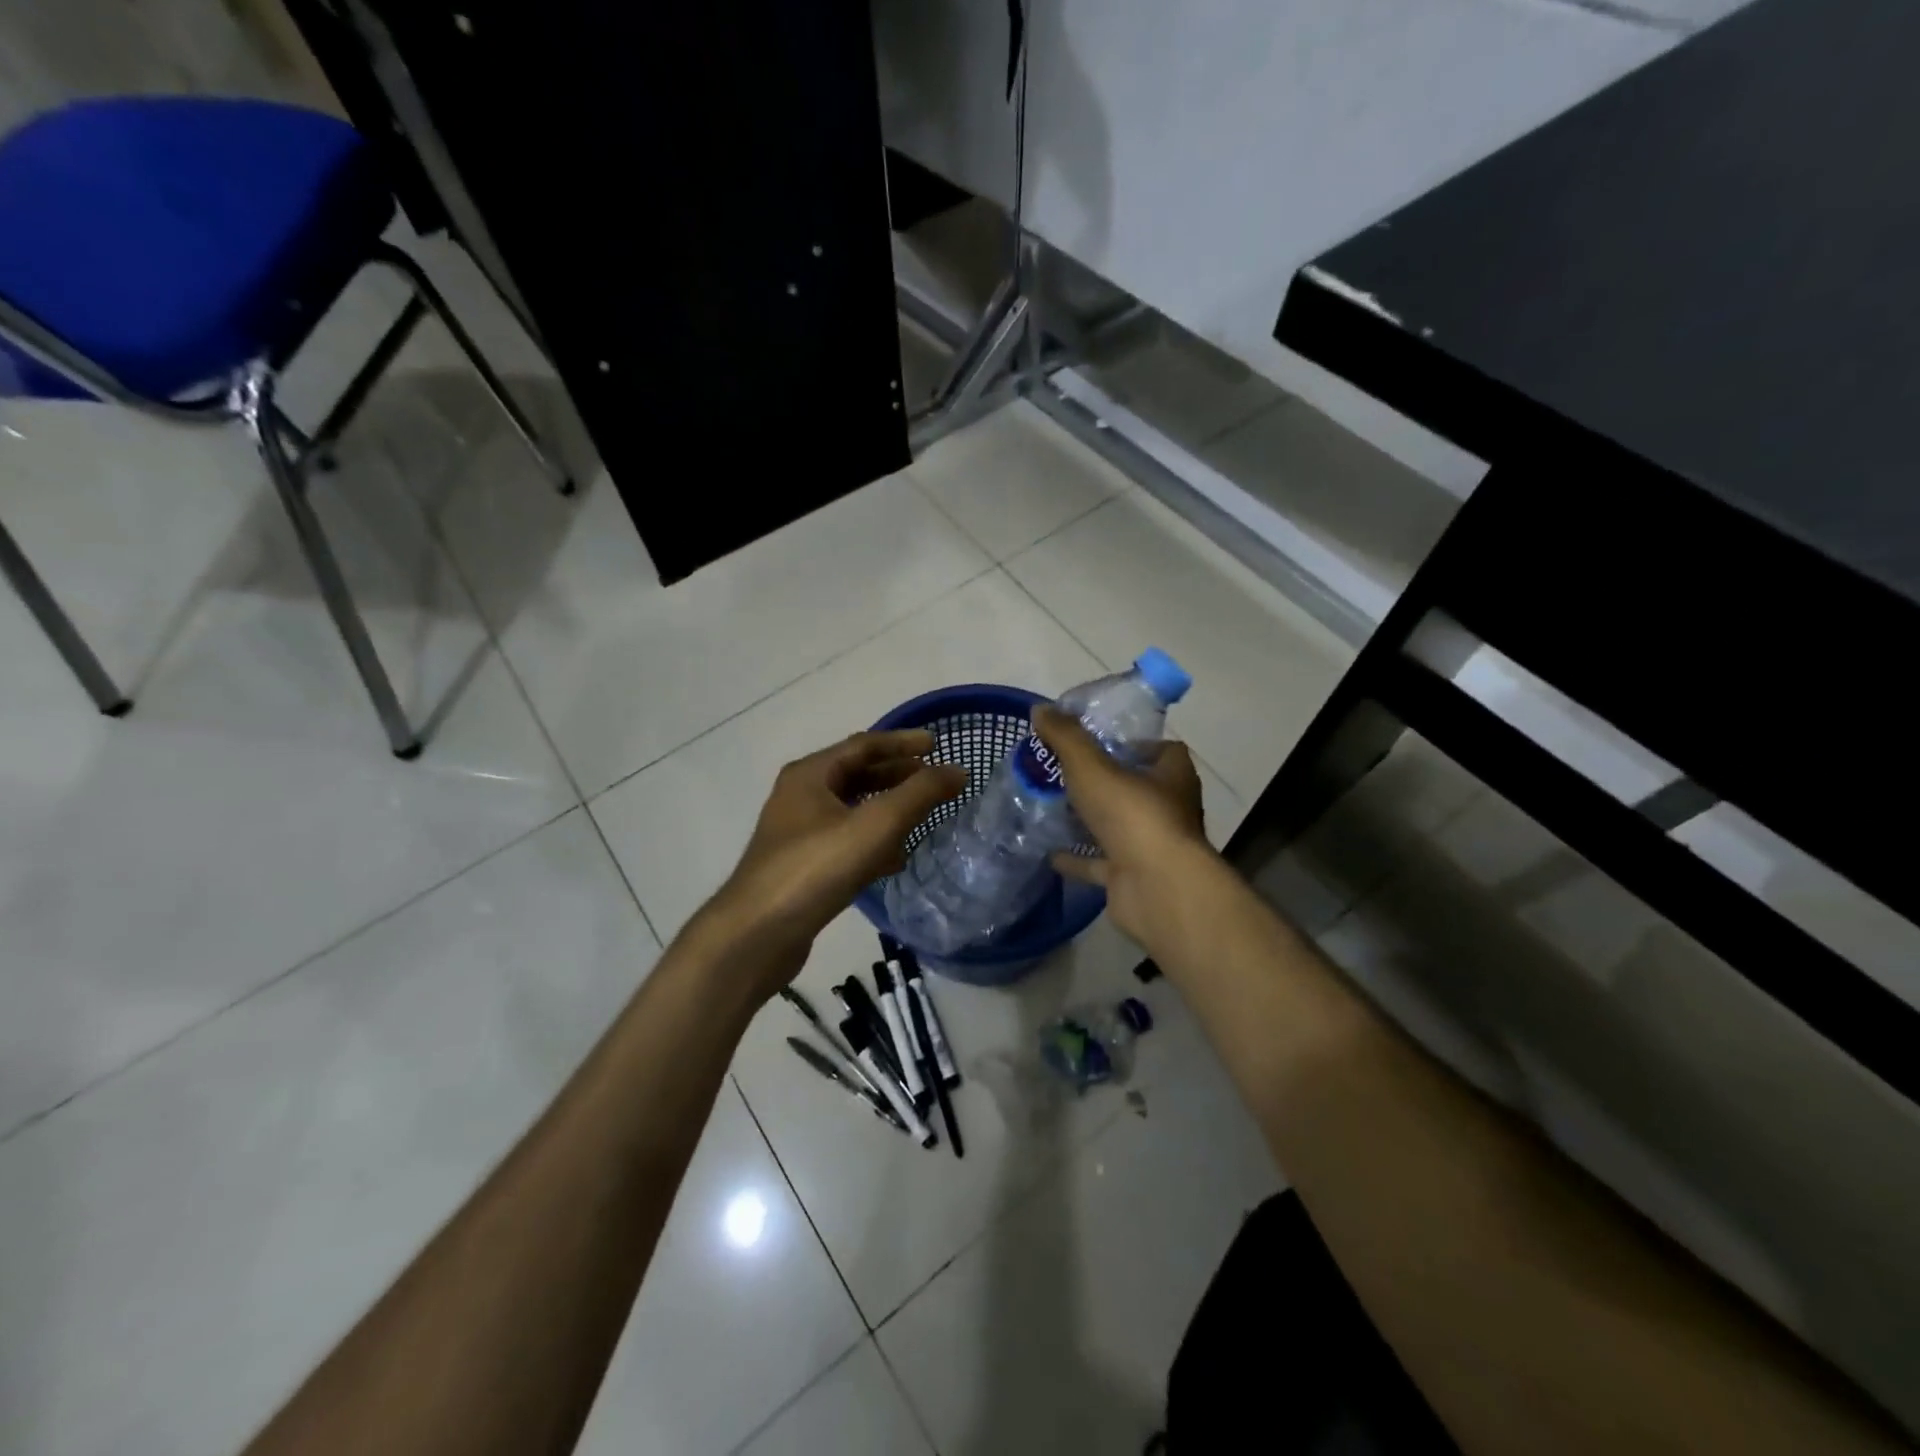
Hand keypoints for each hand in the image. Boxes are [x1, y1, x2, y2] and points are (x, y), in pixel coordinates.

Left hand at [701, 730, 964, 996]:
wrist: (756, 936)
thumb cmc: (815, 869)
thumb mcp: (875, 825)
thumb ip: (919, 795)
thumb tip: (958, 771)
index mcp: (810, 775)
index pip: (863, 745)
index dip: (902, 742)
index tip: (937, 745)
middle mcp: (800, 797)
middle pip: (856, 775)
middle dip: (897, 775)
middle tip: (934, 780)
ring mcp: (799, 834)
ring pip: (852, 811)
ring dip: (887, 809)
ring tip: (922, 816)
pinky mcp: (802, 867)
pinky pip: (846, 842)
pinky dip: (873, 842)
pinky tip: (896, 859)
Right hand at [1034, 706, 1216, 946]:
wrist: (1156, 889)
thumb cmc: (1133, 817)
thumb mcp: (1092, 767)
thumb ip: (1066, 738)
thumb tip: (1040, 709)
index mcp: (1172, 777)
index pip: (1163, 750)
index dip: (1134, 743)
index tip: (1099, 741)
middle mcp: (1169, 810)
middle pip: (1138, 788)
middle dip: (1107, 781)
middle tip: (1066, 772)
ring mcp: (1152, 847)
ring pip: (1119, 827)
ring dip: (1092, 820)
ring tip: (1053, 806)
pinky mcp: (1133, 877)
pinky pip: (1101, 863)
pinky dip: (1078, 859)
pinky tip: (1049, 852)